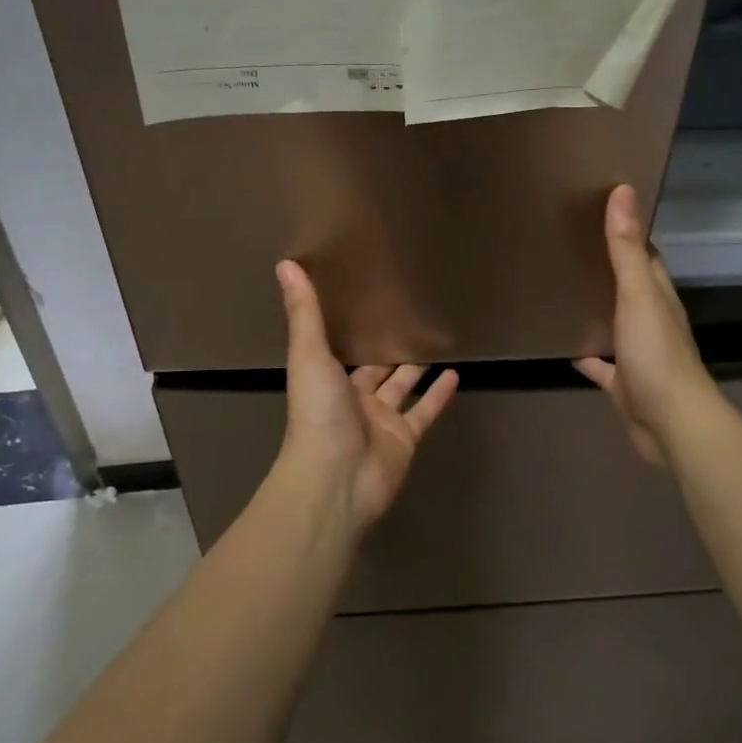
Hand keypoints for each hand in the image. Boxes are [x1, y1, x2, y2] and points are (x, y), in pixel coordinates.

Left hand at [273, 259, 457, 534]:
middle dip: (389, 344)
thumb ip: (304, 312)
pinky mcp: (405, 438)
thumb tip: (285, 264)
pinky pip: (425, 412)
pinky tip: (455, 373)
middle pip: (375, 366)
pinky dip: (439, 394)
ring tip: (436, 338)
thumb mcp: (309, 355)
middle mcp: (354, 397)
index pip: (342, 346)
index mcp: (327, 378)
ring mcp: (381, 420)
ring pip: (402, 386)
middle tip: (412, 313)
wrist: (336, 479)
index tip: (370, 297)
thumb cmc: (318, 414)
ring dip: (416, 366)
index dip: (355, 325)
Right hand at [573, 184, 716, 466]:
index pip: (646, 256)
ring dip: (596, 308)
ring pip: (615, 323)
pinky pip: (601, 364)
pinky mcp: (623, 383)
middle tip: (569, 246)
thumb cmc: (656, 354)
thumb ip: (626, 249)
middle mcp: (651, 320)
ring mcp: (638, 353)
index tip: (598, 212)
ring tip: (562, 288)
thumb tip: (623, 191)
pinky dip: (586, 355)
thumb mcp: (638, 294)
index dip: (627, 233)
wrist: (670, 423)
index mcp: (659, 296)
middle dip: (607, 268)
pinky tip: (563, 346)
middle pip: (630, 286)